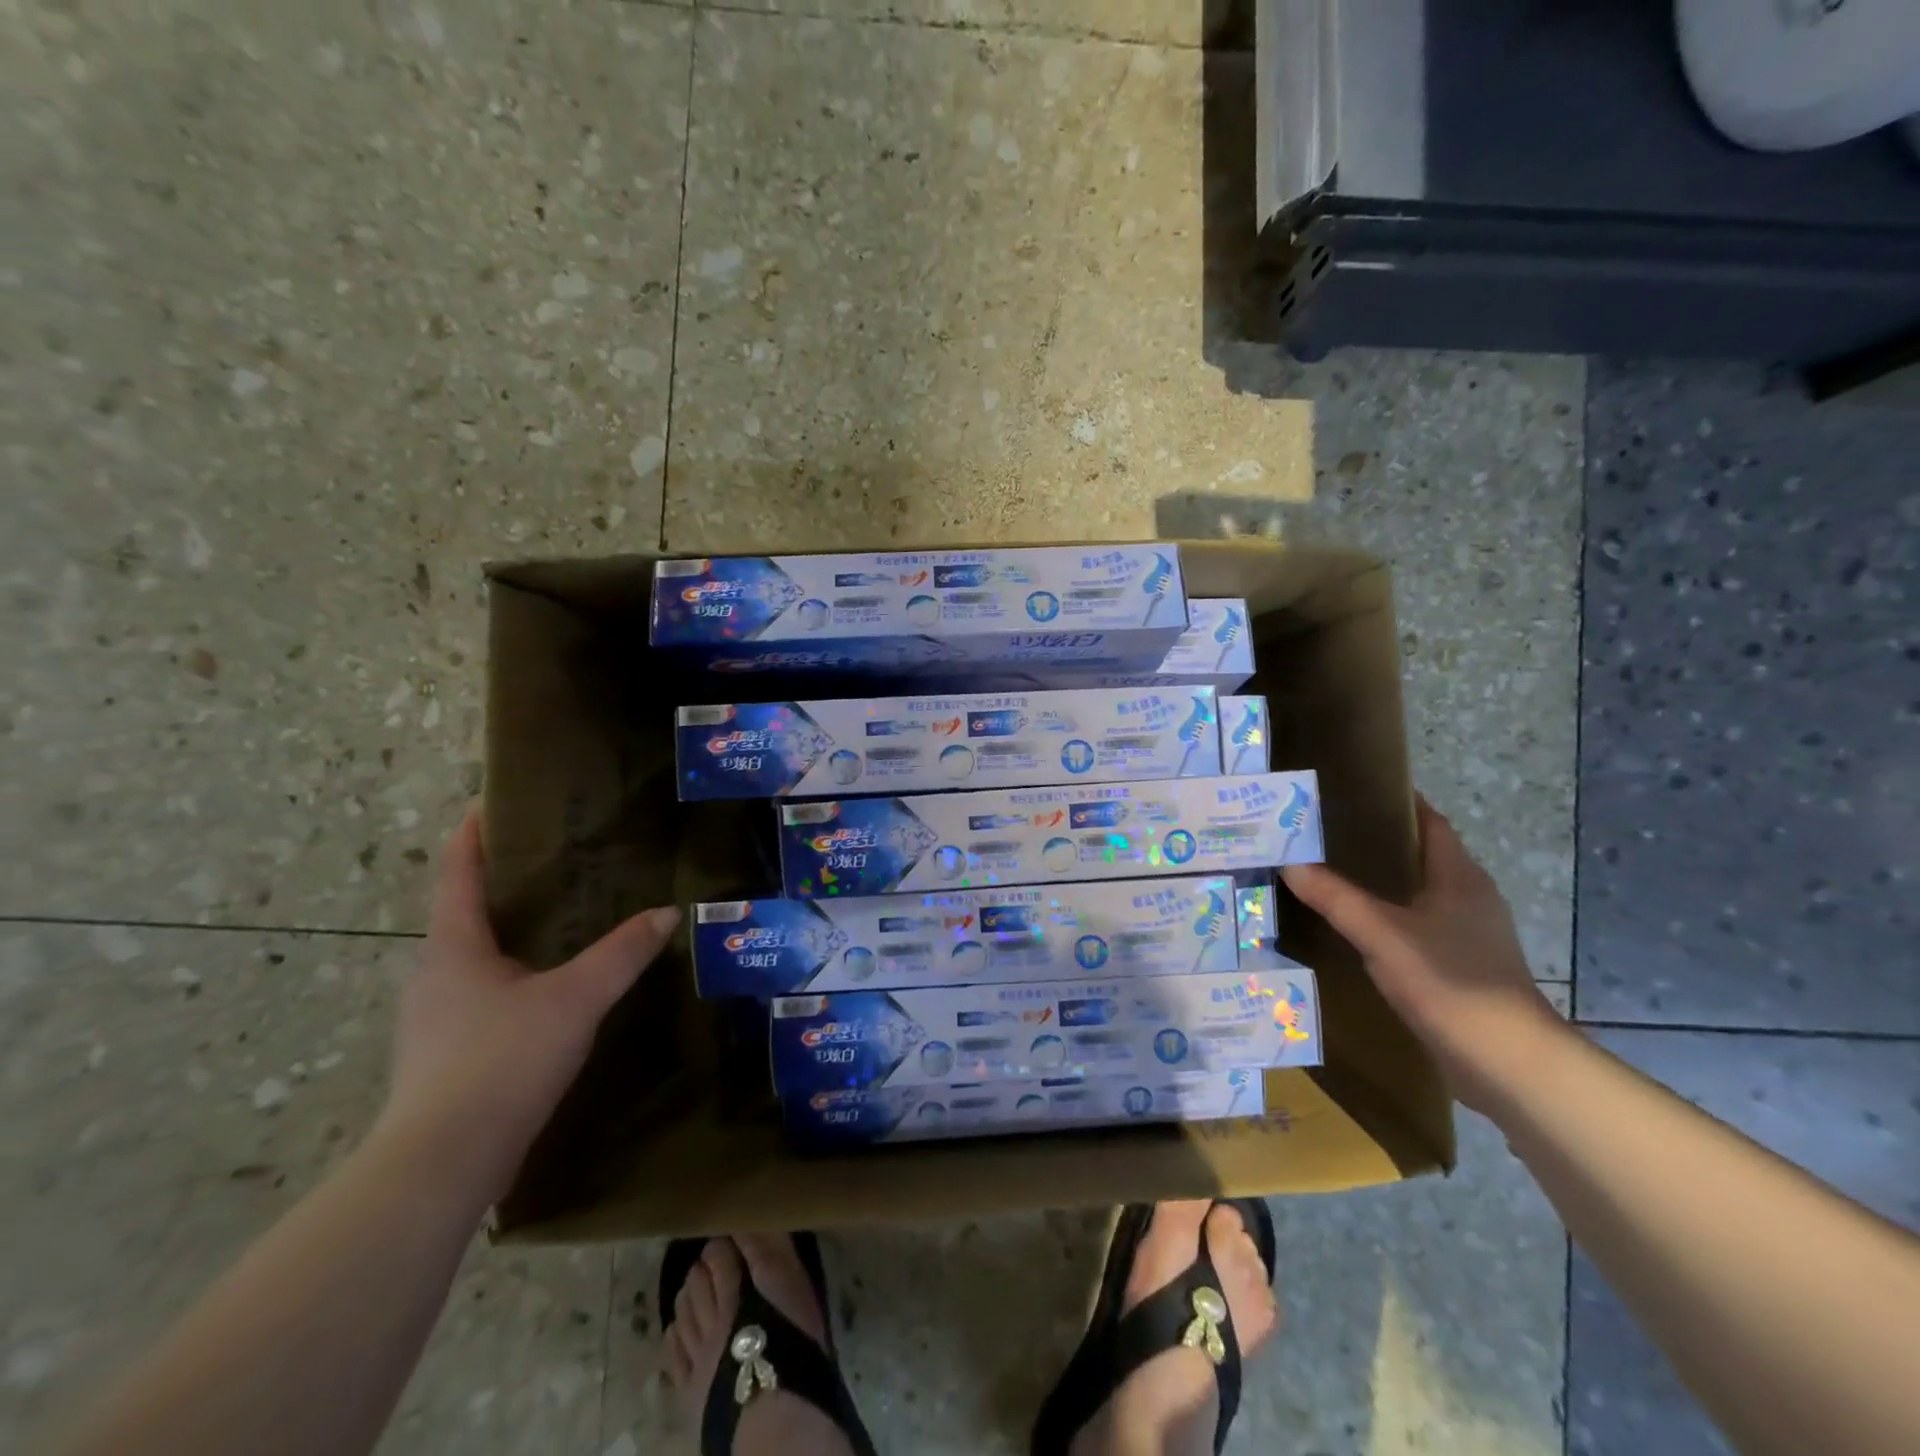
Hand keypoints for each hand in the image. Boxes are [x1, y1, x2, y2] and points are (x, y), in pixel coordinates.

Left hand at [377, 809, 680, 1200]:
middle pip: (462, 914)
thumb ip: (622, 953)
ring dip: (505, 933)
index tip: (487, 806)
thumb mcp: (575, 999)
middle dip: (499, 885)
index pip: (457, 875)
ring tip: (556, 921)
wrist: (443, 1163)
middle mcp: (433, 974)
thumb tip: (667, 912)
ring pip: (471, 958)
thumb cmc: (502, 1061)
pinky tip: (545, 989)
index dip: (470, 837)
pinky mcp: (443, 1054)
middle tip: (550, 864)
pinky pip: (477, 994)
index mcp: (454, 948)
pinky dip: (508, 974)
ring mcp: (433, 1018)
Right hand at [1281, 795, 1565, 1112]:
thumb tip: (1289, 863)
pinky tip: (1358, 929)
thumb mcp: (1381, 935)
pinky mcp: (1464, 967)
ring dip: (1384, 883)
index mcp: (1460, 876)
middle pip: (1423, 856)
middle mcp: (1470, 898)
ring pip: (1421, 894)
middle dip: (1379, 842)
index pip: (1430, 822)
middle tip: (1325, 834)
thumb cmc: (1449, 981)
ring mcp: (1471, 935)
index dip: (1397, 803)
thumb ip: (1335, 898)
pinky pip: (1420, 927)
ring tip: (1332, 875)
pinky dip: (1390, 918)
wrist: (1508, 1062)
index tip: (1353, 791)